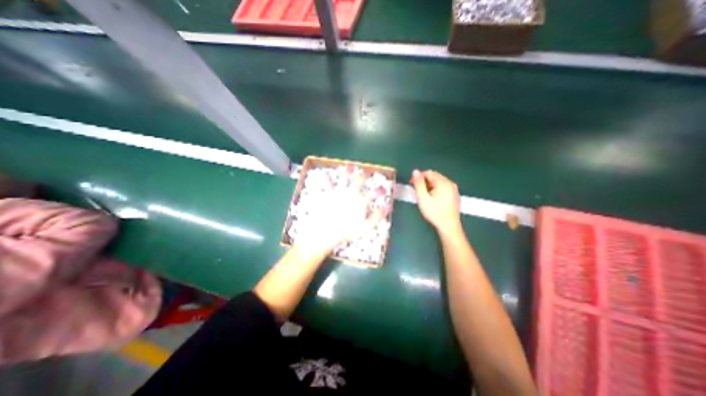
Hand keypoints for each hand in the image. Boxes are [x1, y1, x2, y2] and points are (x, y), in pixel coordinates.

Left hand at [293, 174, 383, 256]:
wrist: (326, 230)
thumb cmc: (347, 231)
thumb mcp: (366, 226)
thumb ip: (378, 216)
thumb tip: (388, 207)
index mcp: (361, 201)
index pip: (373, 193)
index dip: (379, 190)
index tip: (383, 189)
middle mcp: (351, 193)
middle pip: (359, 181)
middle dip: (364, 175)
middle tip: (367, 172)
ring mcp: (339, 192)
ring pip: (344, 178)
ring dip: (348, 172)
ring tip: (350, 167)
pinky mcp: (328, 194)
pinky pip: (327, 183)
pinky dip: (327, 177)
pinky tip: (325, 172)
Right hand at [409, 168, 463, 233]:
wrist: (449, 227)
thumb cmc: (435, 213)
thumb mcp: (423, 198)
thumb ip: (418, 183)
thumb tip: (415, 171)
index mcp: (443, 183)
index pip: (429, 173)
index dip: (418, 176)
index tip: (411, 184)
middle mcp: (450, 183)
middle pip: (434, 176)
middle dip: (423, 181)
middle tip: (416, 190)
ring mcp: (453, 189)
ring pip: (438, 182)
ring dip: (428, 185)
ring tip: (422, 195)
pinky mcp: (453, 195)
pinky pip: (442, 187)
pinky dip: (435, 189)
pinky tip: (431, 198)